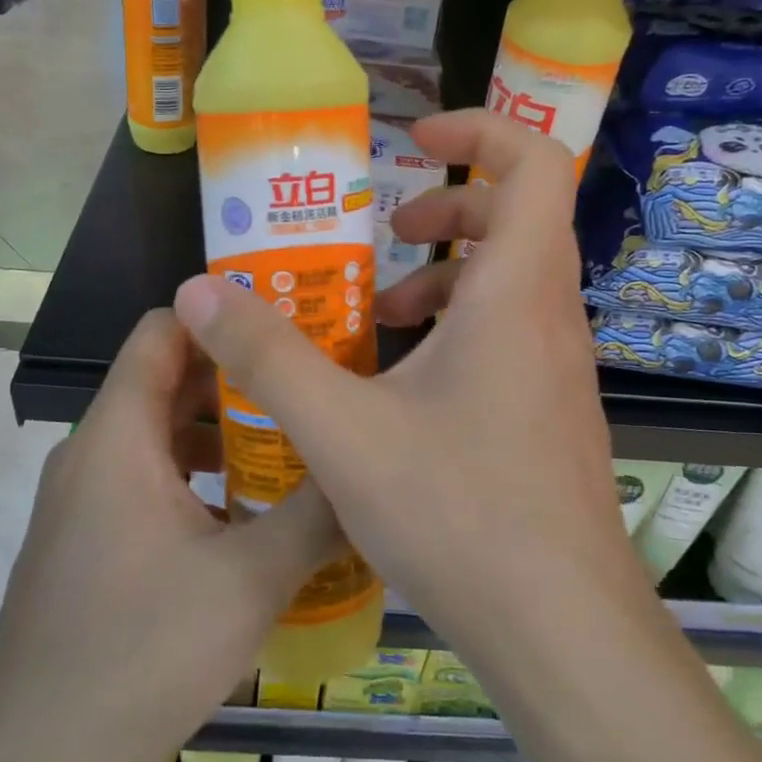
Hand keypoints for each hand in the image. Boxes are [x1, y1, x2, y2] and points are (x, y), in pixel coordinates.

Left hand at [0, 310, 344, 761]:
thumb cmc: (140, 652)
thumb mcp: (251, 580)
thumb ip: (316, 515)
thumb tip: (368, 469)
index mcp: (118, 434)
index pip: (162, 329)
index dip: (220, 315)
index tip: (284, 324)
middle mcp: (92, 450)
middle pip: (166, 379)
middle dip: (236, 376)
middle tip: (306, 382)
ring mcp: (83, 497)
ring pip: (159, 433)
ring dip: (221, 431)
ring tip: (290, 442)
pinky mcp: (85, 538)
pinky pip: (146, 477)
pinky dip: (196, 474)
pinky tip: (247, 514)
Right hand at [171, 108, 638, 677]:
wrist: (562, 632)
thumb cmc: (459, 513)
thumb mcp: (342, 429)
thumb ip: (266, 355)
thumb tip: (198, 293)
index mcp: (517, 292)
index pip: (535, 162)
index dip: (480, 130)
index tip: (414, 139)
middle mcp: (551, 316)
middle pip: (519, 216)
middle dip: (448, 207)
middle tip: (387, 232)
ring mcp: (560, 367)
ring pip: (513, 280)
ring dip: (448, 276)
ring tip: (383, 315)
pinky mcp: (554, 411)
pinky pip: (512, 333)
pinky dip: (461, 328)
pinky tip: (405, 385)